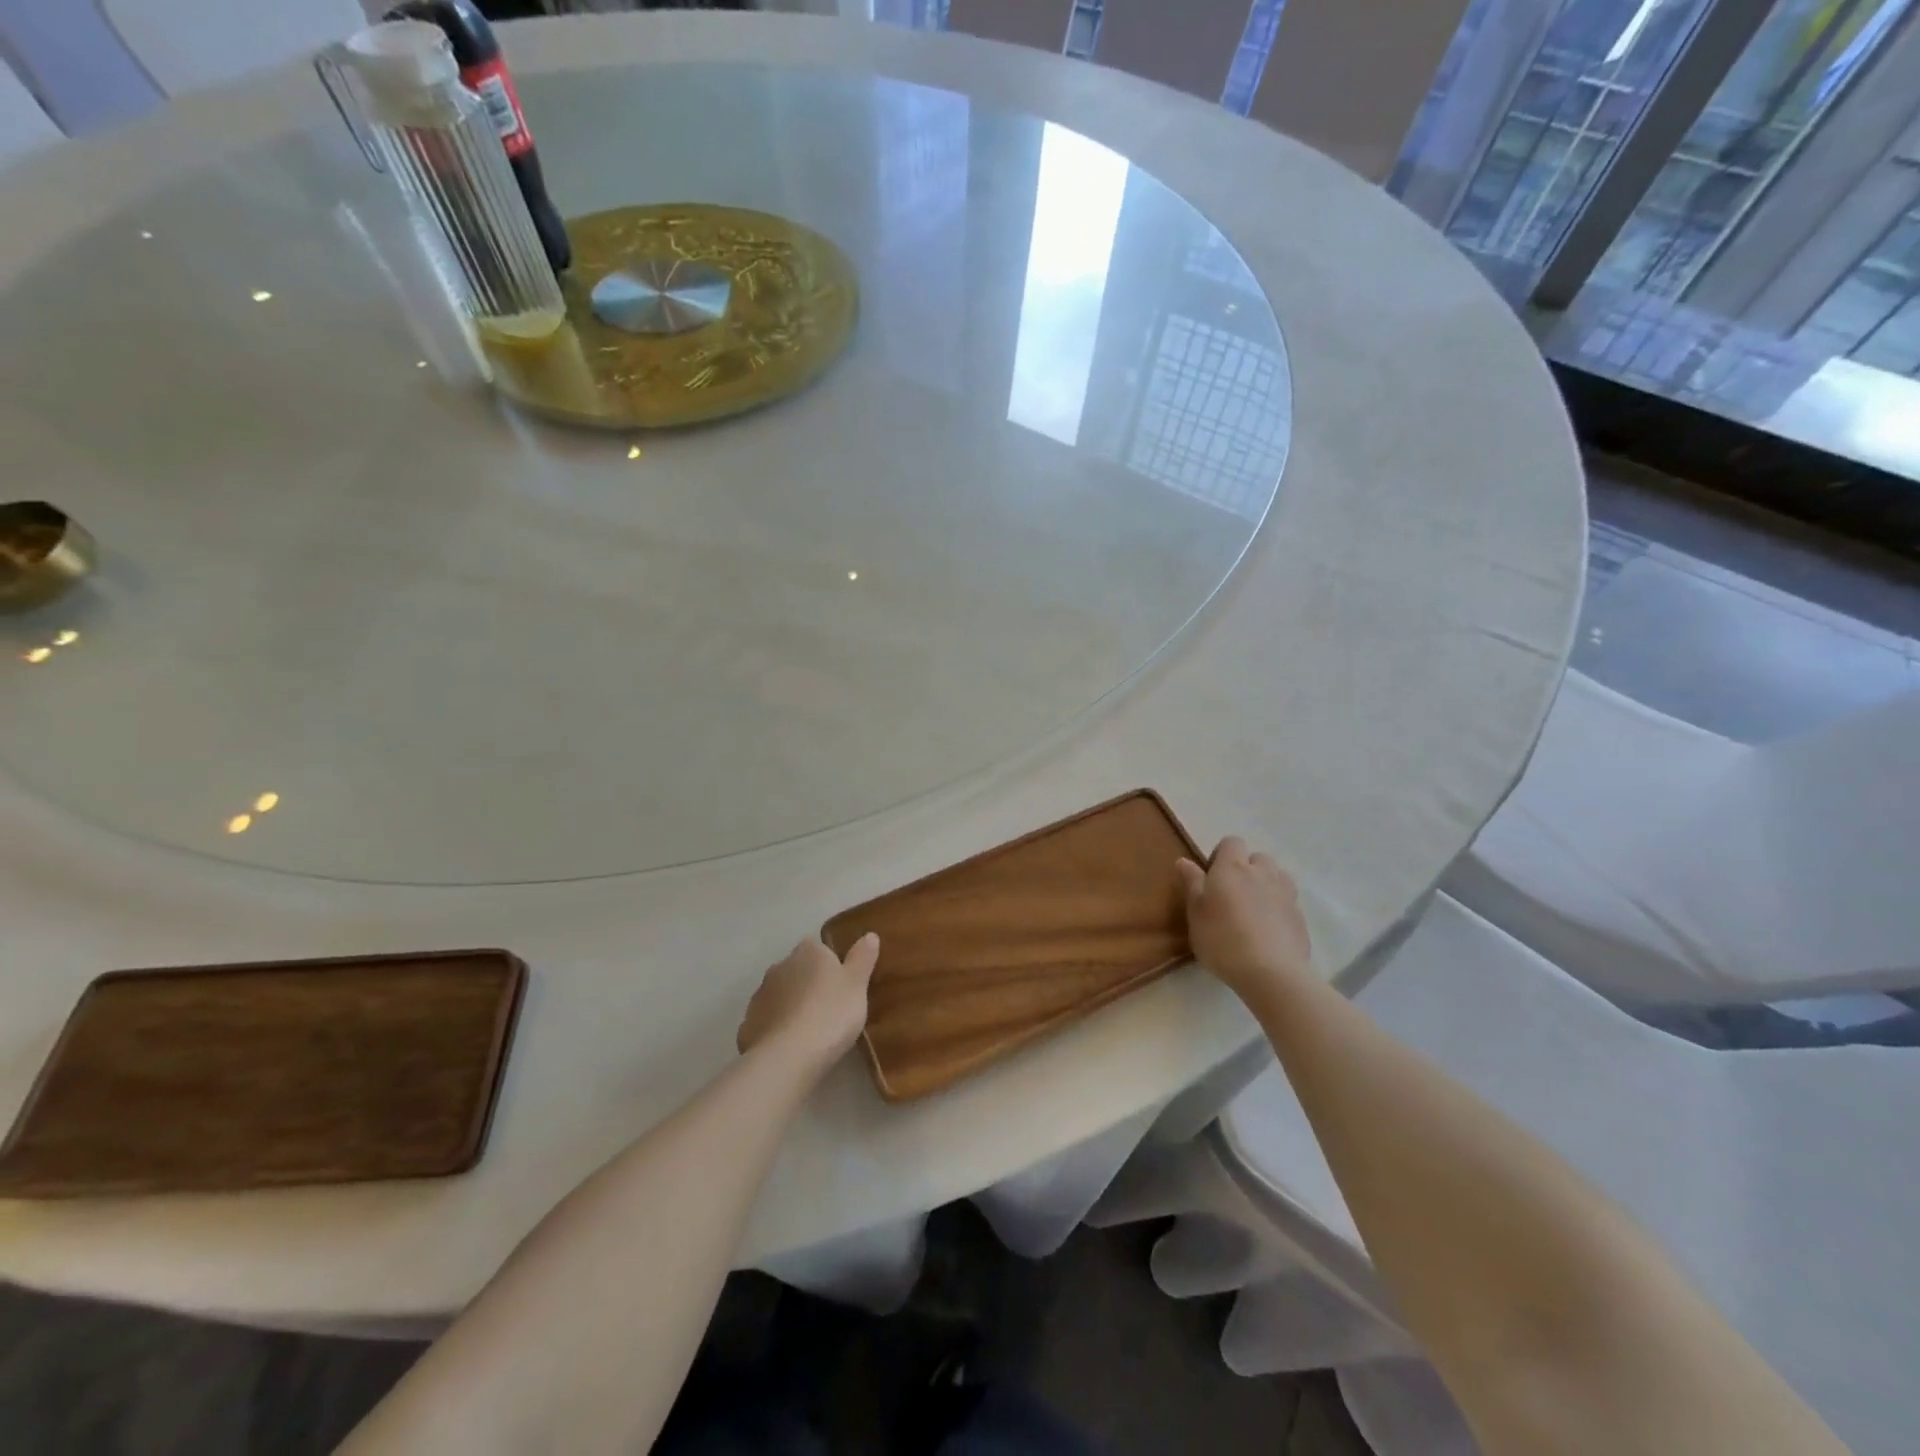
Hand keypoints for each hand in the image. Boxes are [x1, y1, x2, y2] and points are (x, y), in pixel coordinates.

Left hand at [737, 934, 879, 1073]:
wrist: (788, 1055)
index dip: (830, 965)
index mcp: (808, 952)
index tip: (842, 986)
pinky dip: (777, 1030)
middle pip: (798, 971)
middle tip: (830, 1009)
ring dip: (792, 1007)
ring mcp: (760, 995)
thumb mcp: (857, 985)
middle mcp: (780, 966)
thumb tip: (869, 935)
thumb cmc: (831, 1013)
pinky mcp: (748, 1024)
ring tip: (811, 1032)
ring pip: (780, 996)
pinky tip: (790, 1048)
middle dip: (809, 985)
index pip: (819, 948)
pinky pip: (768, 1022)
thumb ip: (862, 958)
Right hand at [1177, 837, 1312, 998]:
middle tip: (1232, 894)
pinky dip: (1278, 907)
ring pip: (1277, 876)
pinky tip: (1268, 930)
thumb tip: (1185, 860)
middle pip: (1258, 857)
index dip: (1221, 855)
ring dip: (1266, 884)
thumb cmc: (1222, 938)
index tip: (1211, 878)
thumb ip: (1192, 883)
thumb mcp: (1195, 912)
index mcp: (1233, 867)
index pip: (1231, 842)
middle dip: (1247, 869)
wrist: (1271, 972)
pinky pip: (1288, 901)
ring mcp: (1286, 894)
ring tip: (1253, 909)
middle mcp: (1262, 873)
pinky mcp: (1300, 917)